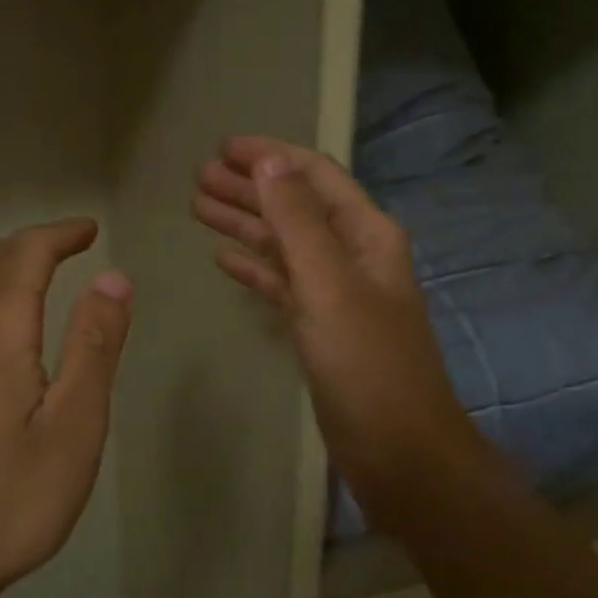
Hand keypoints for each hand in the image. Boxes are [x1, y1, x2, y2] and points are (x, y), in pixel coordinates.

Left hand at [0, 218, 132, 597]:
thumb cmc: (9, 497)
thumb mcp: (74, 424)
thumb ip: (94, 345)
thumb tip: (113, 278)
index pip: (27, 255)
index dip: (59, 235)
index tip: (89, 230)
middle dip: (32, 244)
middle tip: (68, 246)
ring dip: (1, 266)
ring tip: (33, 274)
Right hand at [192, 136, 482, 505]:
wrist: (399, 450)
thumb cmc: (367, 364)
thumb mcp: (330, 285)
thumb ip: (297, 221)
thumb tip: (268, 162)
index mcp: (366, 235)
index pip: (315, 177)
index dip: (270, 157)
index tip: (223, 147)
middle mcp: (352, 256)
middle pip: (294, 207)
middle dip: (249, 188)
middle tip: (198, 178)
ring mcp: (335, 294)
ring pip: (284, 246)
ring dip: (245, 224)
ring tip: (198, 207)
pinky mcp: (320, 328)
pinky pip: (281, 285)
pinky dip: (255, 269)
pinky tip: (224, 259)